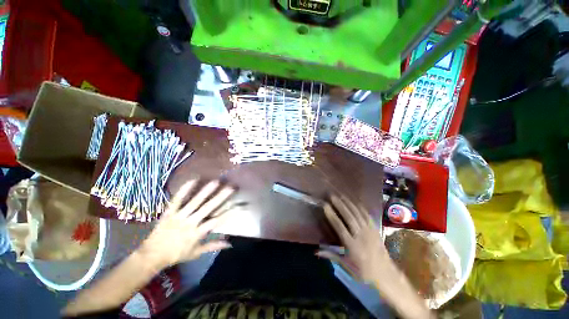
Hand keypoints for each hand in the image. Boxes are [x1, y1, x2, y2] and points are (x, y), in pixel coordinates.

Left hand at [138, 179, 235, 270]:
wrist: (151, 256)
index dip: (228, 213)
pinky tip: (193, 180)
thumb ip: (212, 246)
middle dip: (220, 197)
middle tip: (230, 187)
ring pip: (194, 202)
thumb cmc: (175, 255)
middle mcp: (190, 223)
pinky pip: (177, 200)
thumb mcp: (195, 253)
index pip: (216, 222)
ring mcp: (179, 216)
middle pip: (207, 208)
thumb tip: (229, 243)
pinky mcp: (169, 212)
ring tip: (215, 182)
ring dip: (205, 191)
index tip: (239, 205)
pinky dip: (184, 190)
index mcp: (197, 233)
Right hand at [319, 195, 433, 318]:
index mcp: (353, 246)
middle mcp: (361, 236)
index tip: (325, 206)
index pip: (340, 227)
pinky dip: (360, 207)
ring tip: (341, 195)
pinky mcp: (375, 229)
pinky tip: (355, 201)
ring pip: (358, 214)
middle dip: (340, 205)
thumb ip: (331, 256)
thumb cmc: (364, 273)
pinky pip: (367, 215)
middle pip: (349, 217)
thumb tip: (316, 251)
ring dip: (349, 203)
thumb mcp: (346, 267)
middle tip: (332, 196)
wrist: (387, 275)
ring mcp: (370, 231)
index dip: (332, 215)